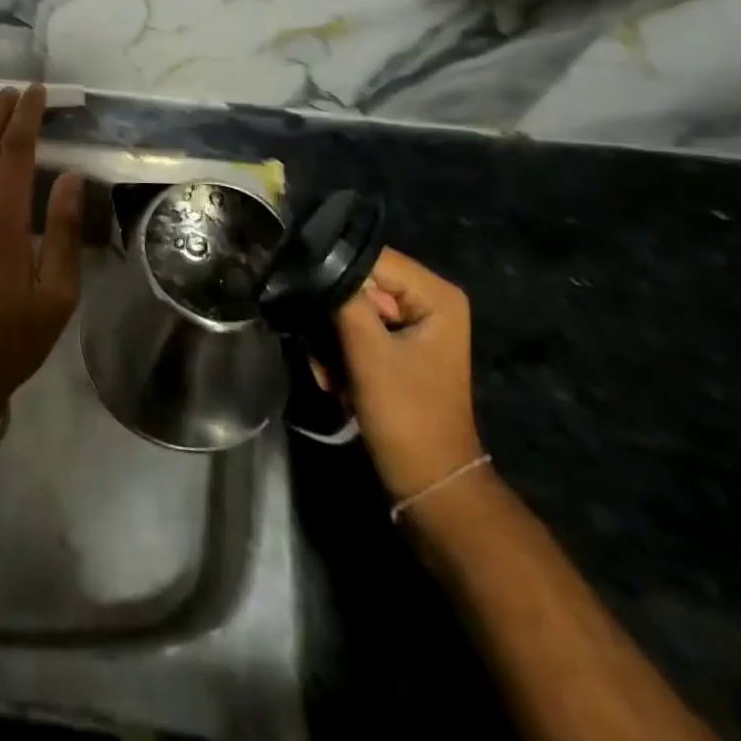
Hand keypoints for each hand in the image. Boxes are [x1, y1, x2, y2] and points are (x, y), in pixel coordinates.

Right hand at [333, 248, 482, 501]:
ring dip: (332, 336)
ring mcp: (414, 322)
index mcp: (436, 294)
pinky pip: (358, 327)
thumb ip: (344, 298)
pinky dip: (341, 350)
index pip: (371, 257)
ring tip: (329, 371)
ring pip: (353, 306)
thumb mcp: (369, 353)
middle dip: (333, 313)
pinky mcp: (399, 343)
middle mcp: (429, 299)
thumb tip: (314, 260)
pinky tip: (336, 378)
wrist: (428, 483)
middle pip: (361, 281)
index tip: (303, 292)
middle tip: (320, 348)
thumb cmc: (406, 415)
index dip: (335, 271)